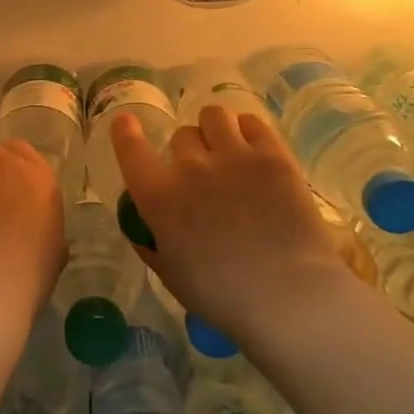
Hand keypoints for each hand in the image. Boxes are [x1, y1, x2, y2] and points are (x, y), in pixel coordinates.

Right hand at [111, 107, 366, 343]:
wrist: (288, 296)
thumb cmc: (222, 296)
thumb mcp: (170, 275)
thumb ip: (151, 244)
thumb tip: (144, 228)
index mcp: (159, 197)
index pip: (130, 149)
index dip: (125, 133)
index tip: (125, 123)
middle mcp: (190, 167)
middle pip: (181, 135)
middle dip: (187, 151)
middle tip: (202, 173)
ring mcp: (234, 156)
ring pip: (214, 116)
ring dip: (214, 129)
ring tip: (227, 148)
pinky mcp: (273, 156)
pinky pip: (251, 122)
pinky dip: (245, 130)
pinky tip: (251, 147)